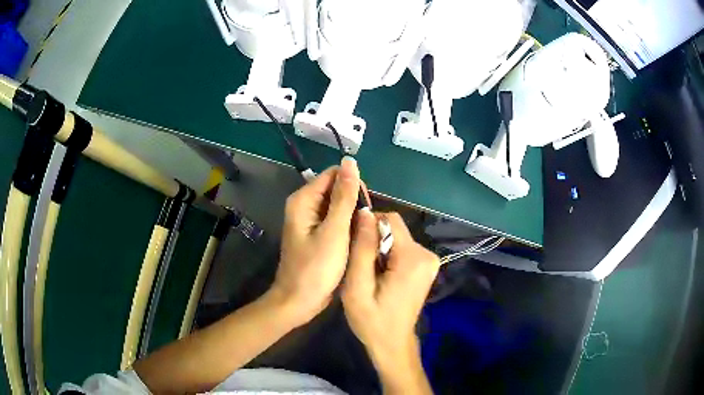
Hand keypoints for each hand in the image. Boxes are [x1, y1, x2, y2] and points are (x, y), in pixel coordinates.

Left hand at [269, 157, 361, 325]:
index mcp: (303, 200)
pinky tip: (354, 242)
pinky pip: (335, 221)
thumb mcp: (334, 231)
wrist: (299, 301)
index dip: (353, 186)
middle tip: (363, 227)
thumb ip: (344, 196)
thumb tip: (350, 162)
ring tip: (361, 236)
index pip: (334, 174)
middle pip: (336, 189)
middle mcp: (304, 206)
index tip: (365, 209)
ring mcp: (309, 221)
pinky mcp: (316, 234)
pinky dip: (347, 228)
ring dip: (352, 217)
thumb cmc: (316, 268)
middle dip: (354, 203)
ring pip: (338, 206)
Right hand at [342, 211, 438, 392]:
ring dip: (379, 249)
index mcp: (412, 258)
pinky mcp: (426, 266)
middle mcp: (426, 254)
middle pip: (394, 228)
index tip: (354, 245)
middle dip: (373, 241)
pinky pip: (403, 248)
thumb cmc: (372, 320)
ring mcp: (429, 260)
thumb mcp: (357, 286)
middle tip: (360, 265)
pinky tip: (380, 276)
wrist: (392, 343)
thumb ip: (362, 248)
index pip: (390, 219)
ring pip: (397, 237)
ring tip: (368, 273)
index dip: (368, 226)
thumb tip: (364, 212)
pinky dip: (388, 256)